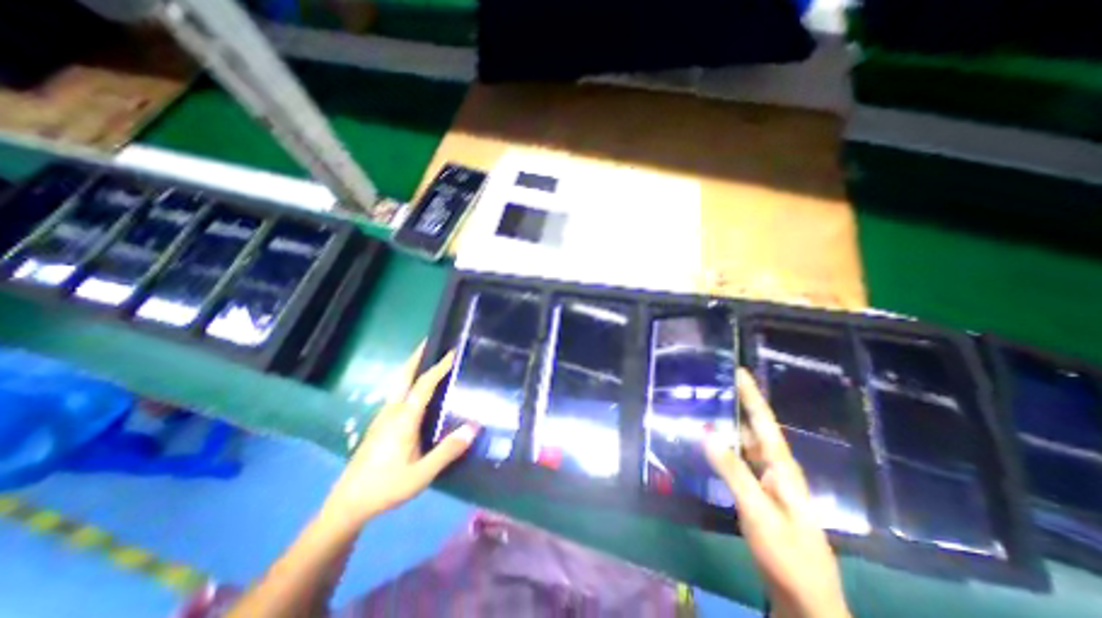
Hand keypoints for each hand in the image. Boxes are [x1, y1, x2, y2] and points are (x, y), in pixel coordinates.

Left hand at [323, 344, 477, 524]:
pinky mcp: (379, 424)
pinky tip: (416, 389)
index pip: (424, 385)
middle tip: (430, 342)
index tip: (452, 353)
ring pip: (398, 384)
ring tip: (426, 359)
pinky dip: (408, 381)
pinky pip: (397, 394)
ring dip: (412, 367)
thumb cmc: (386, 487)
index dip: (439, 367)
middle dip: (416, 357)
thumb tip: (474, 427)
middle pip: (404, 376)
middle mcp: (392, 411)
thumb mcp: (421, 474)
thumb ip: (448, 450)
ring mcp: (382, 417)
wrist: (347, 505)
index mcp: (403, 419)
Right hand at [706, 369, 849, 616]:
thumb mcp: (757, 512)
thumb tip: (707, 432)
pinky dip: (726, 448)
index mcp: (783, 468)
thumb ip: (732, 471)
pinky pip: (740, 461)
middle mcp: (777, 469)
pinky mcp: (759, 494)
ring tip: (708, 408)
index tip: (739, 371)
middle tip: (714, 386)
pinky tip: (712, 445)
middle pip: (755, 429)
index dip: (752, 396)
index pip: (765, 422)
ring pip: (746, 445)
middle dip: (738, 405)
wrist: (806, 602)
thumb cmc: (787, 555)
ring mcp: (769, 483)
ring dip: (730, 425)